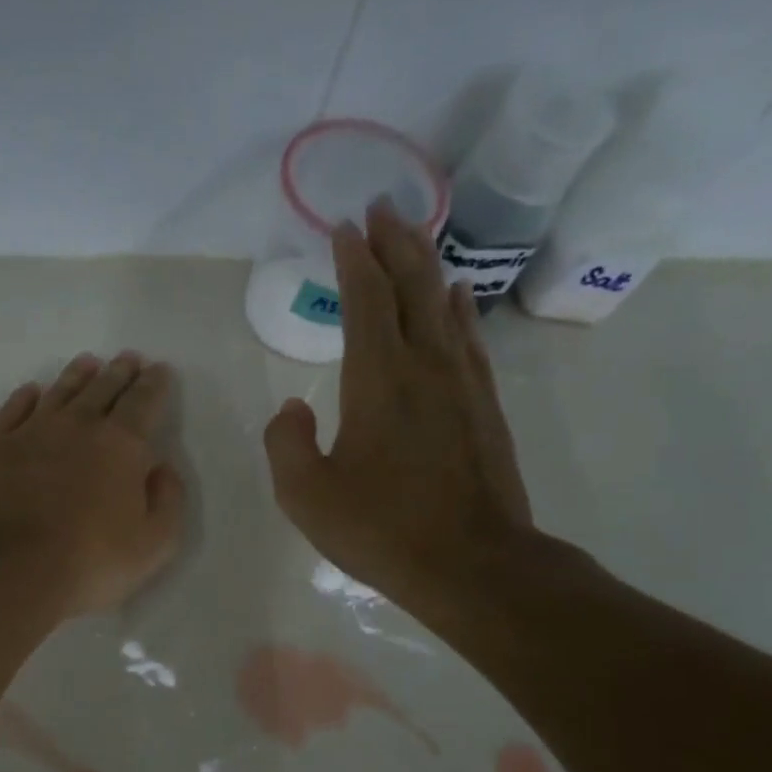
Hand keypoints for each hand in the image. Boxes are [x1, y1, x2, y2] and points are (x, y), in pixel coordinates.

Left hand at [0, 351, 184, 617]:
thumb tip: (161, 469)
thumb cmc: (90, 561)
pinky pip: (12, 410)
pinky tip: (31, 392)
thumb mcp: (154, 544)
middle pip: (102, 389)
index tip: (159, 370)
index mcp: (122, 446)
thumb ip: (168, 501)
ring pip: (59, 392)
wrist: (9, 568)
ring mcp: (30, 432)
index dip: (154, 385)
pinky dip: (24, 398)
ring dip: (76, 376)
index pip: (143, 403)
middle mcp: (77, 426)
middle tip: (127, 359)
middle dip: (119, 373)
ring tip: (87, 364)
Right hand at [262, 202, 538, 620]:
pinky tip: (457, 295)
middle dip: (394, 242)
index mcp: (377, 380)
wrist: (471, 564)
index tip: (343, 227)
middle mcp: (424, 366)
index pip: (365, 300)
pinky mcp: (484, 407)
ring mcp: (462, 384)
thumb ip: (286, 444)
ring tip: (414, 235)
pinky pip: (470, 340)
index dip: (353, 260)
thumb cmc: (382, 530)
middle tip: (381, 208)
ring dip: (427, 265)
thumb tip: (292, 409)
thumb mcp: (307, 496)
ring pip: (444, 305)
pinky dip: (460, 309)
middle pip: (411, 286)